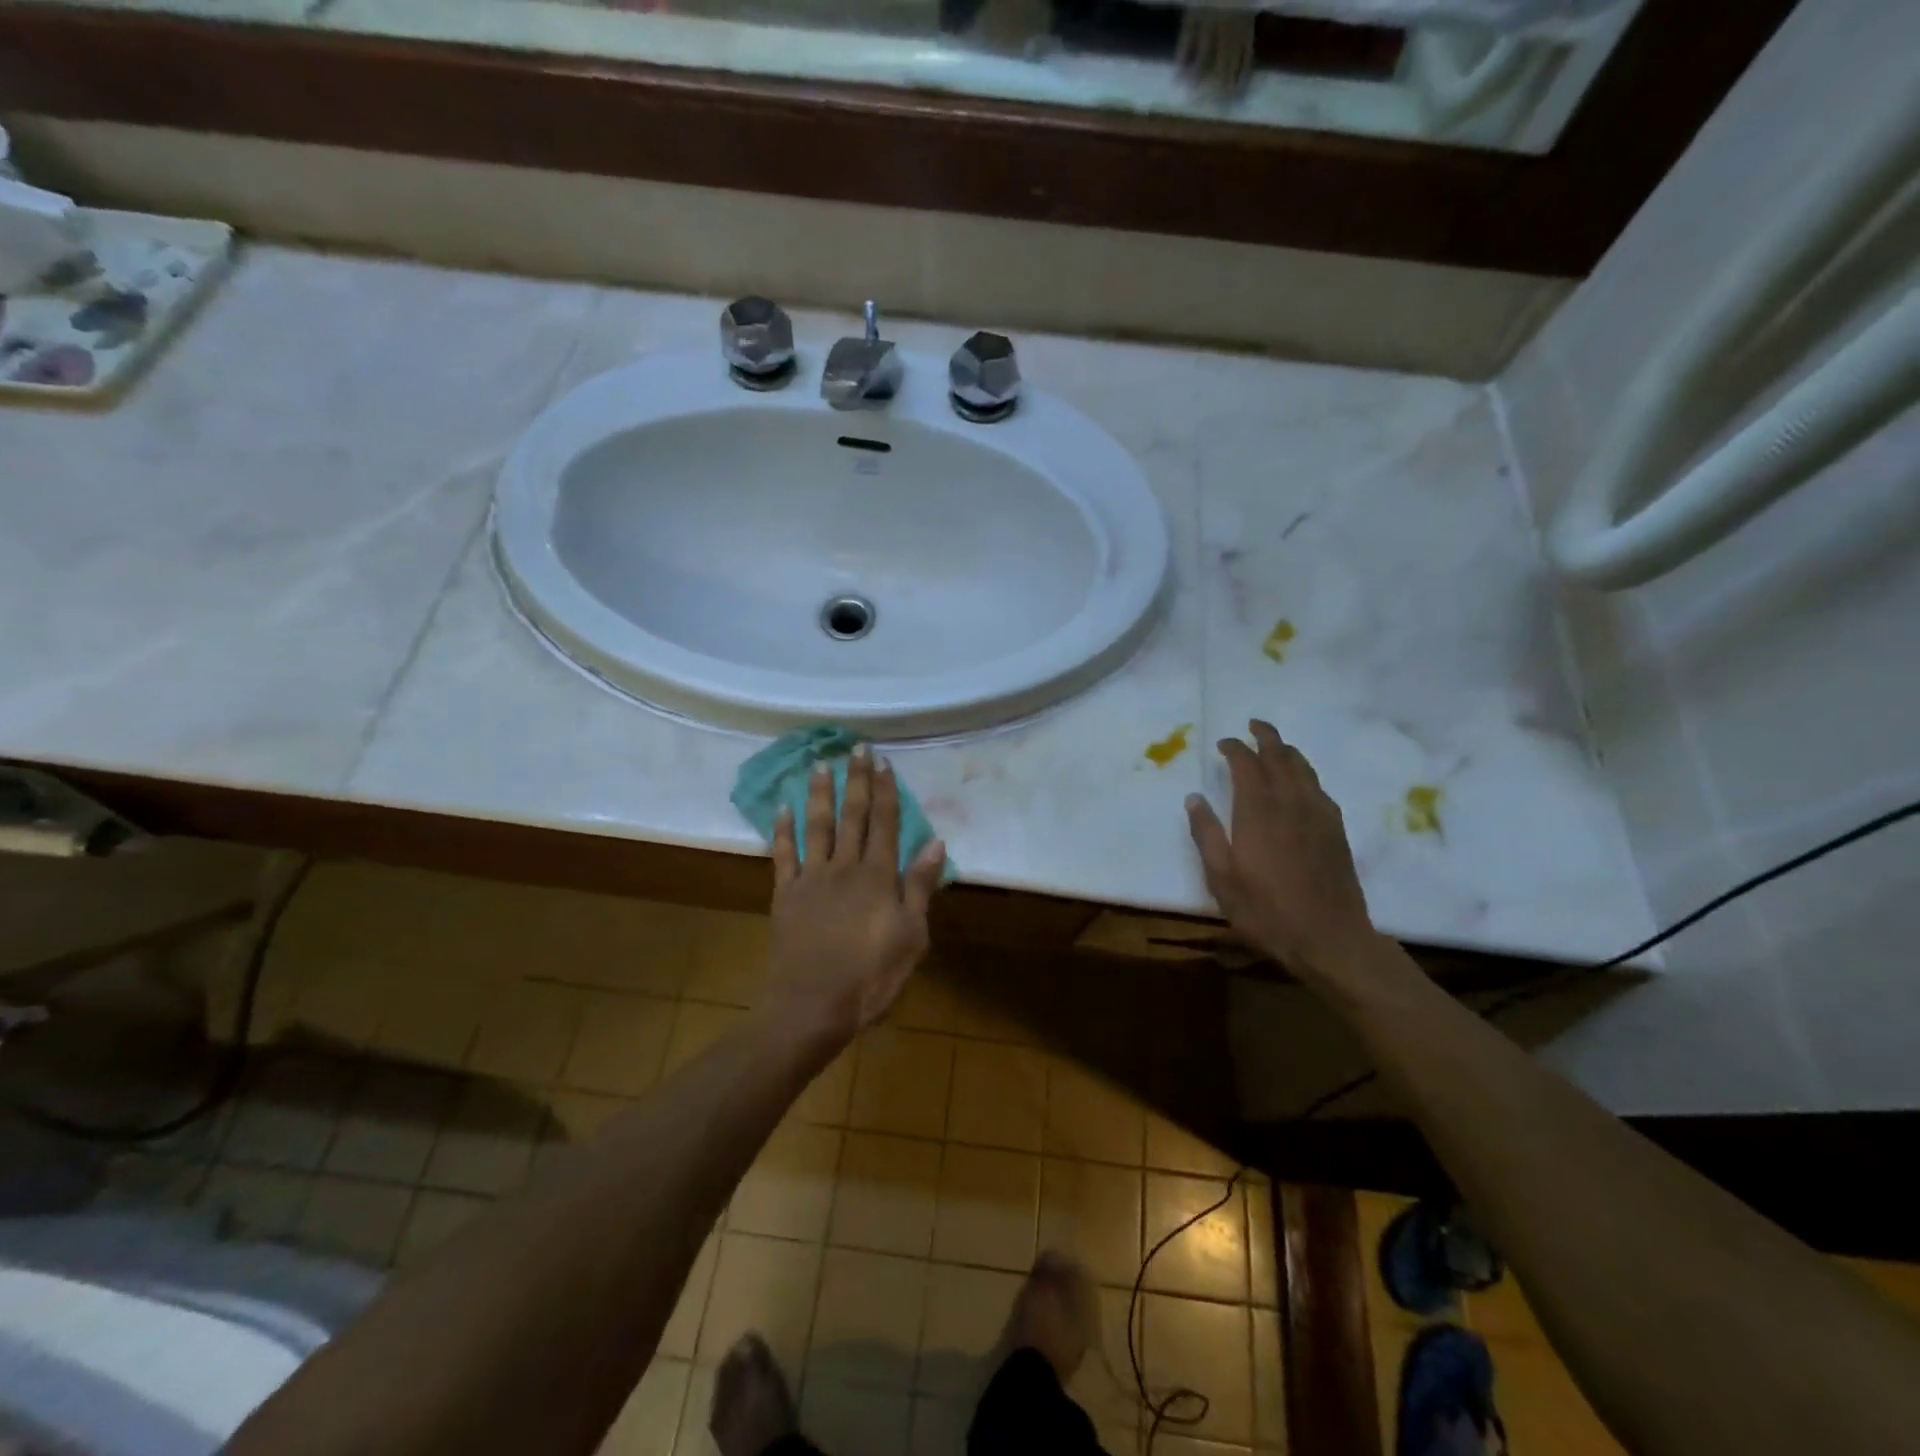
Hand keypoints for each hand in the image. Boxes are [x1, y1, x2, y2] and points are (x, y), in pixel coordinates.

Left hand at [763, 746, 946, 1047]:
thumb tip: (936, 843)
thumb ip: (919, 887)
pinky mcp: (786, 894)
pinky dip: (782, 829)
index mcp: (878, 876)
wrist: (811, 1007)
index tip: (883, 761)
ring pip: (817, 826)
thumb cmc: (870, 977)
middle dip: (856, 780)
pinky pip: (784, 854)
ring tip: (821, 764)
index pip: (885, 823)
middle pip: (853, 815)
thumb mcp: (911, 937)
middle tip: (856, 747)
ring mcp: (812, 878)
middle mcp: (845, 867)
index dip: (885, 791)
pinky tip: (783, 807)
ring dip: (820, 793)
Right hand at [1185, 720, 1376, 976]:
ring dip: (1287, 751)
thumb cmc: (1265, 911)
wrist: (1329, 938)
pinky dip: (1305, 773)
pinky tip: (1302, 781)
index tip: (1223, 742)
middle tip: (1254, 725)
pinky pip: (1319, 788)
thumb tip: (1194, 798)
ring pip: (1303, 769)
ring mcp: (1318, 815)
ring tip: (1276, 745)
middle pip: (1279, 757)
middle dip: (1265, 737)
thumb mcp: (1221, 878)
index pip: (1246, 765)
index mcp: (1257, 812)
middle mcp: (1290, 803)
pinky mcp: (1336, 830)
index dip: (1234, 749)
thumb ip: (1206, 834)